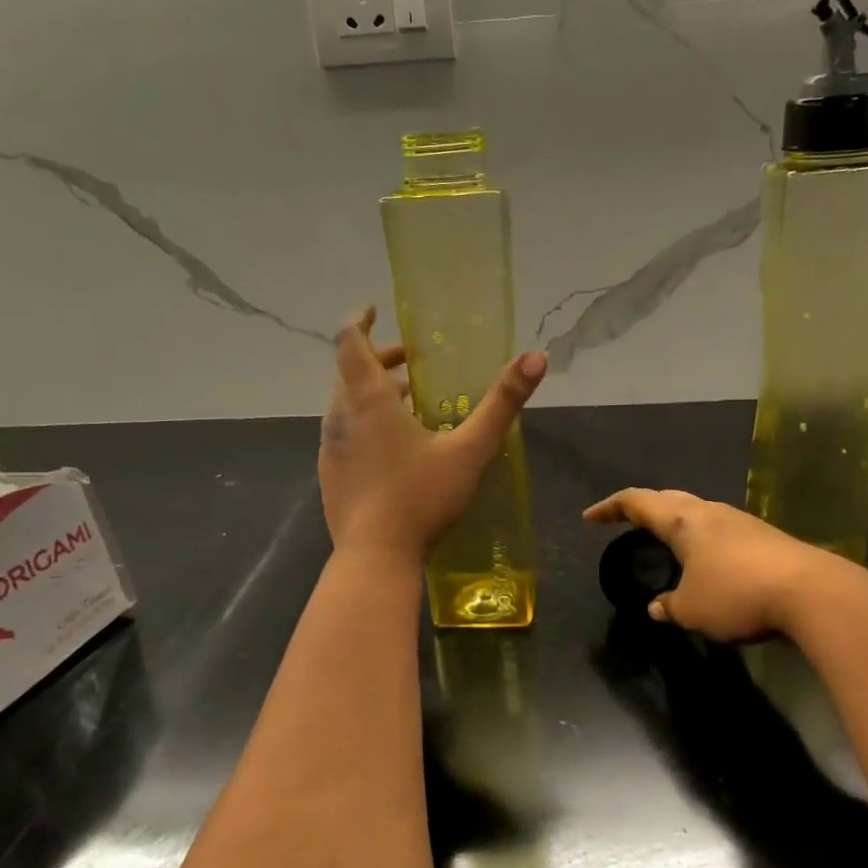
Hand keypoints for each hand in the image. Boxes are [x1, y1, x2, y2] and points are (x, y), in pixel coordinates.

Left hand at [320, 308, 545, 563]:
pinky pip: (345, 433)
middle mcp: (341, 417)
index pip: (349, 342)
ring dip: (373, 392)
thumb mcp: (471, 449)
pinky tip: (393, 447)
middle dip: (379, 358)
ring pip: (345, 404)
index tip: (375, 309)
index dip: (359, 320)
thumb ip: (503, 403)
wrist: (375, 558)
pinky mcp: (330, 475)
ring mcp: (331, 448)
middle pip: (350, 371)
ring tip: (409, 401)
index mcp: (368, 400)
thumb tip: (536, 356)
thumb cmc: (422, 498)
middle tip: (413, 361)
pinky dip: (365, 422)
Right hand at [582, 488, 841, 640]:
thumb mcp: (692, 610)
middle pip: (668, 499)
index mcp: (683, 521)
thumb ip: (669, 606)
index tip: (590, 517)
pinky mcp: (763, 537)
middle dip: (642, 508)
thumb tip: (657, 607)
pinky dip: (699, 538)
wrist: (812, 592)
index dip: (610, 507)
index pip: (637, 502)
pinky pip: (718, 530)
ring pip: (696, 512)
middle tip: (625, 521)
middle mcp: (709, 512)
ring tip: (663, 540)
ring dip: (674, 522)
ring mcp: (740, 521)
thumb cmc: (737, 594)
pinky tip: (705, 561)